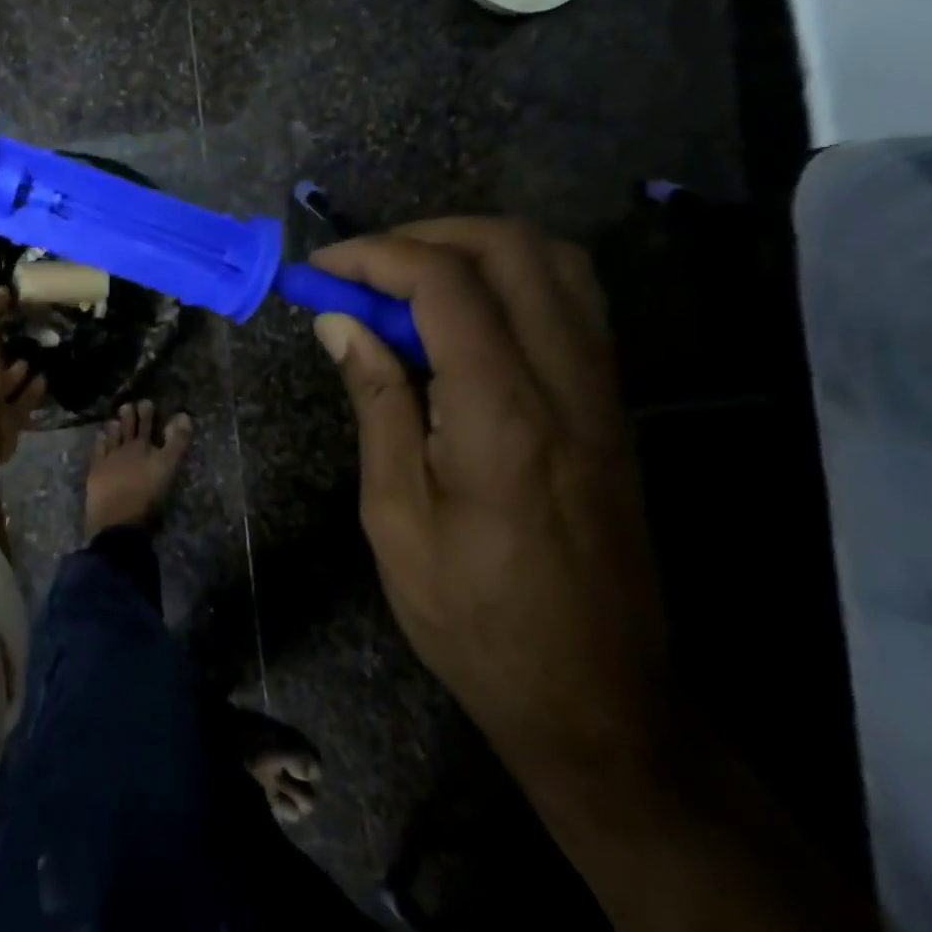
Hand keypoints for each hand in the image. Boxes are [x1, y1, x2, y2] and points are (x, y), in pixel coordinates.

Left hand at [0, 288, 47, 461]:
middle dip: (1, 357)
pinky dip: (31, 393)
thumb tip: (1, 289)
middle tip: (23, 340)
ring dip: (17, 376)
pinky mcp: (4, 424)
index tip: (0, 325)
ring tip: (38, 358)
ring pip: (4, 388)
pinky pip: (20, 405)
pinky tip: (45, 379)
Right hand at [309, 219, 670, 791]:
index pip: (444, 283)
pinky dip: (510, 279)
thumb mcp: (395, 512)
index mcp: (502, 410)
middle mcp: (566, 380)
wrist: (596, 696)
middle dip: (424, 235)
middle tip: (363, 268)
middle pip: (511, 248)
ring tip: (407, 281)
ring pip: (555, 263)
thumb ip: (376, 400)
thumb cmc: (472, 613)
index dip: (374, 256)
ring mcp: (602, 389)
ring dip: (473, 249)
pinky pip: (571, 302)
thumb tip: (339, 322)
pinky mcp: (611, 405)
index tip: (321, 270)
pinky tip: (460, 319)